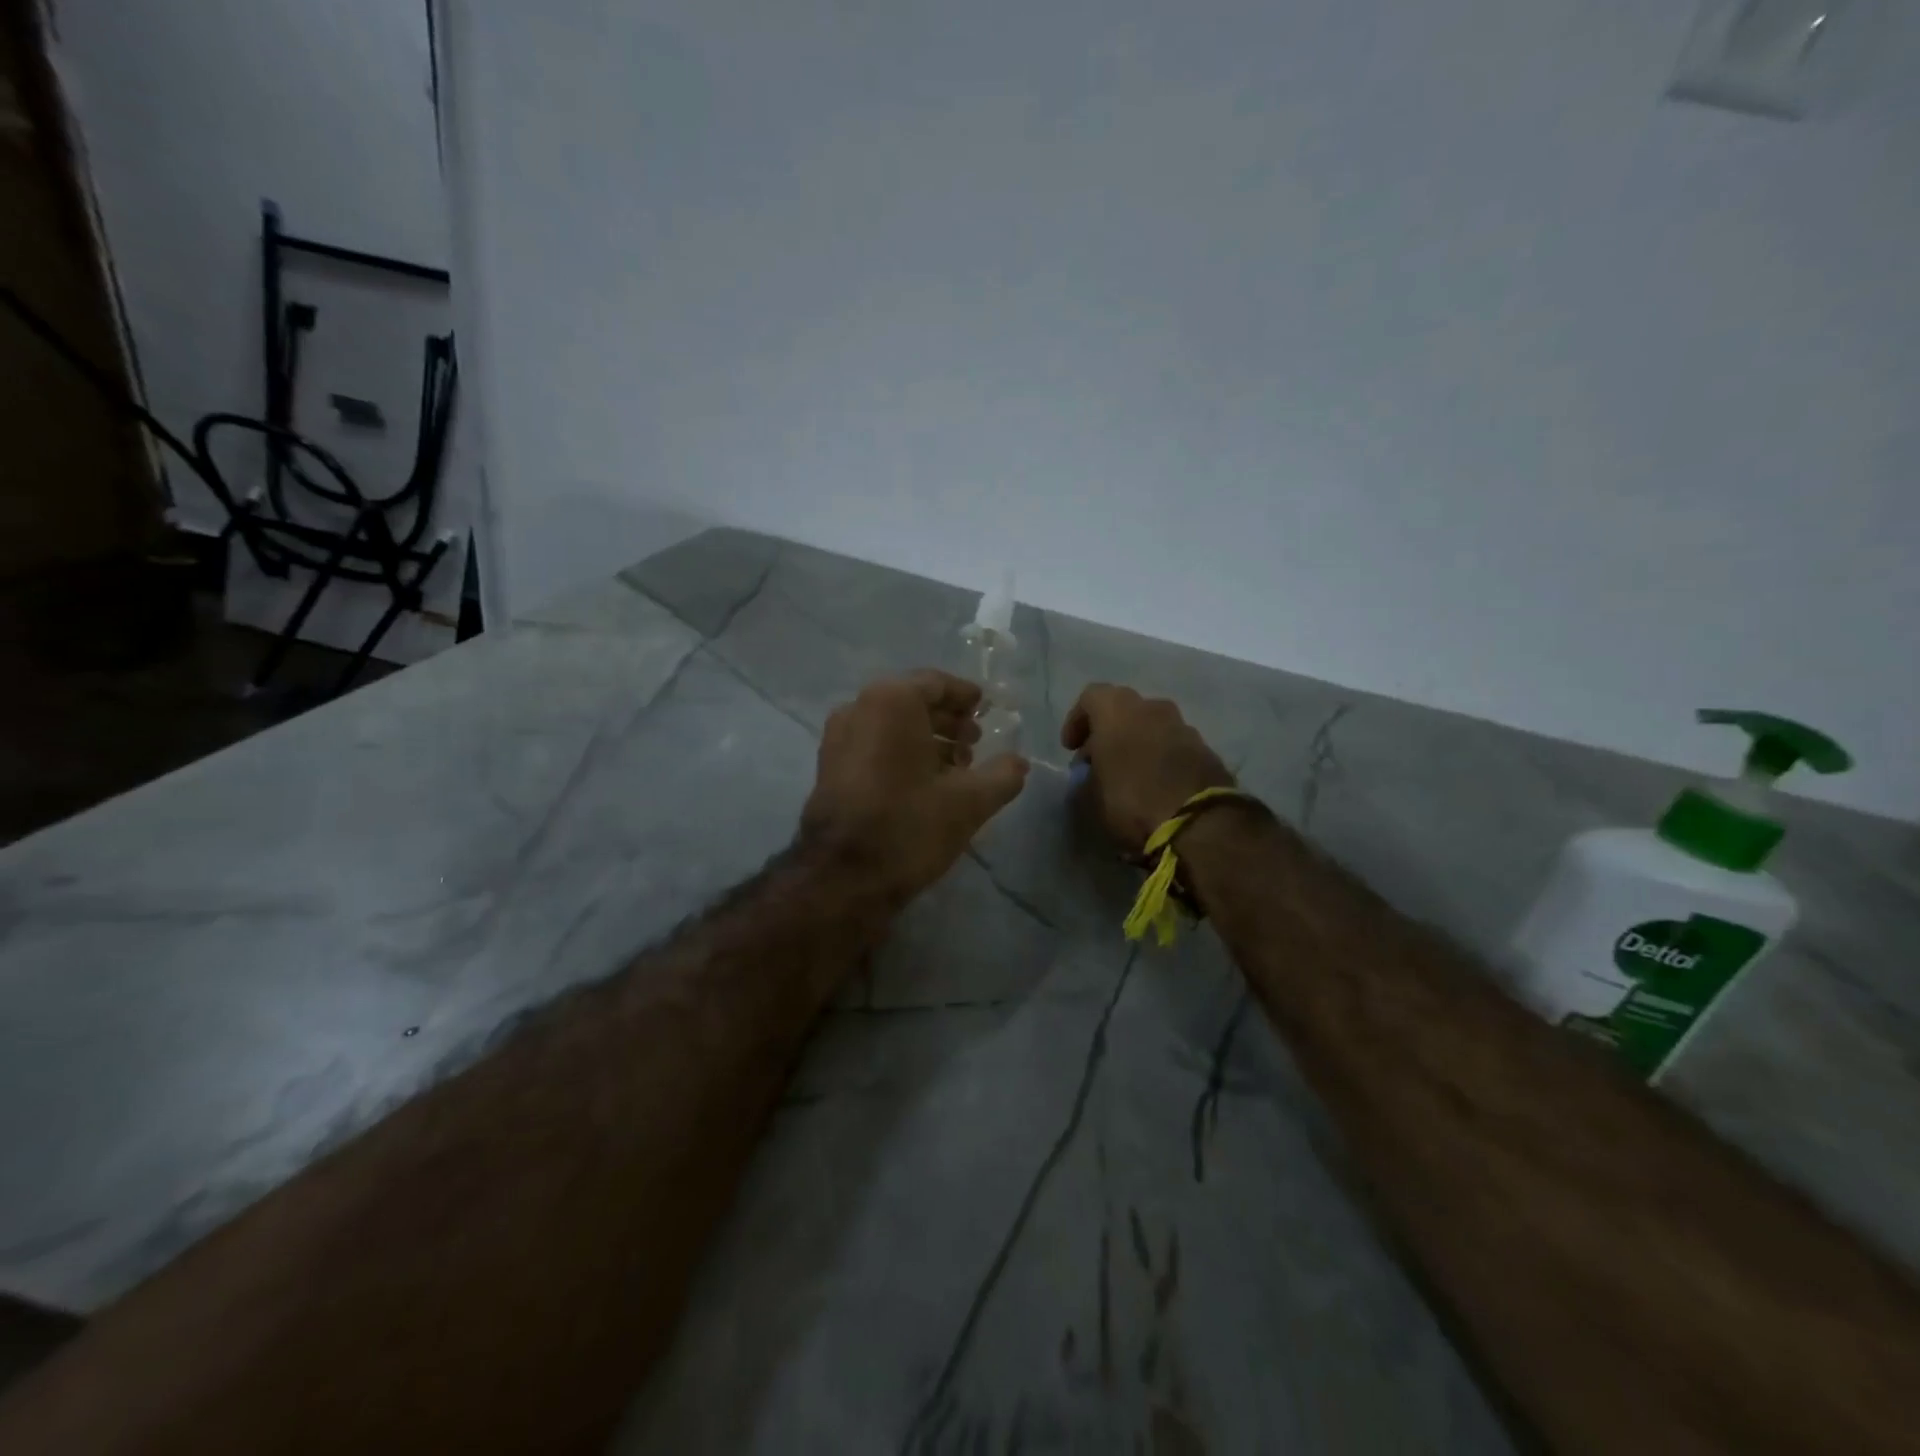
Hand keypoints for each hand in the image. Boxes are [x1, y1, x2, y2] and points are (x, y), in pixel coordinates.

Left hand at [801, 670, 1029, 900]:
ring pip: (891, 724)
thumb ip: (1003, 775)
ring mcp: (837, 737)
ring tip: (955, 767)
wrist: (841, 876)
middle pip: (912, 701)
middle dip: (947, 720)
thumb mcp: (969, 801)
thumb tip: (1019, 763)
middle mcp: (858, 707)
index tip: (986, 710)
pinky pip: (873, 743)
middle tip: (975, 743)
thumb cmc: (909, 825)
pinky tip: (924, 782)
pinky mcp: (829, 766)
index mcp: (891, 701)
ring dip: (925, 738)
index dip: (966, 696)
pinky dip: (900, 751)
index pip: (936, 684)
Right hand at [1061, 684, 1233, 851]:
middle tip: (1099, 761)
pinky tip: (1155, 784)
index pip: (1091, 697)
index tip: (1071, 748)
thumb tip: (1093, 772)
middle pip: (1124, 709)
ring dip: (1138, 743)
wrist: (1198, 824)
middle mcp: (1153, 708)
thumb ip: (1088, 775)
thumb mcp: (1091, 796)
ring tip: (1129, 774)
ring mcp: (1184, 727)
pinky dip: (1161, 757)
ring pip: (1152, 726)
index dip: (1077, 720)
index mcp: (1118, 710)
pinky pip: (1174, 745)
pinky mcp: (1207, 750)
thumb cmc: (1132, 801)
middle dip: (1109, 732)